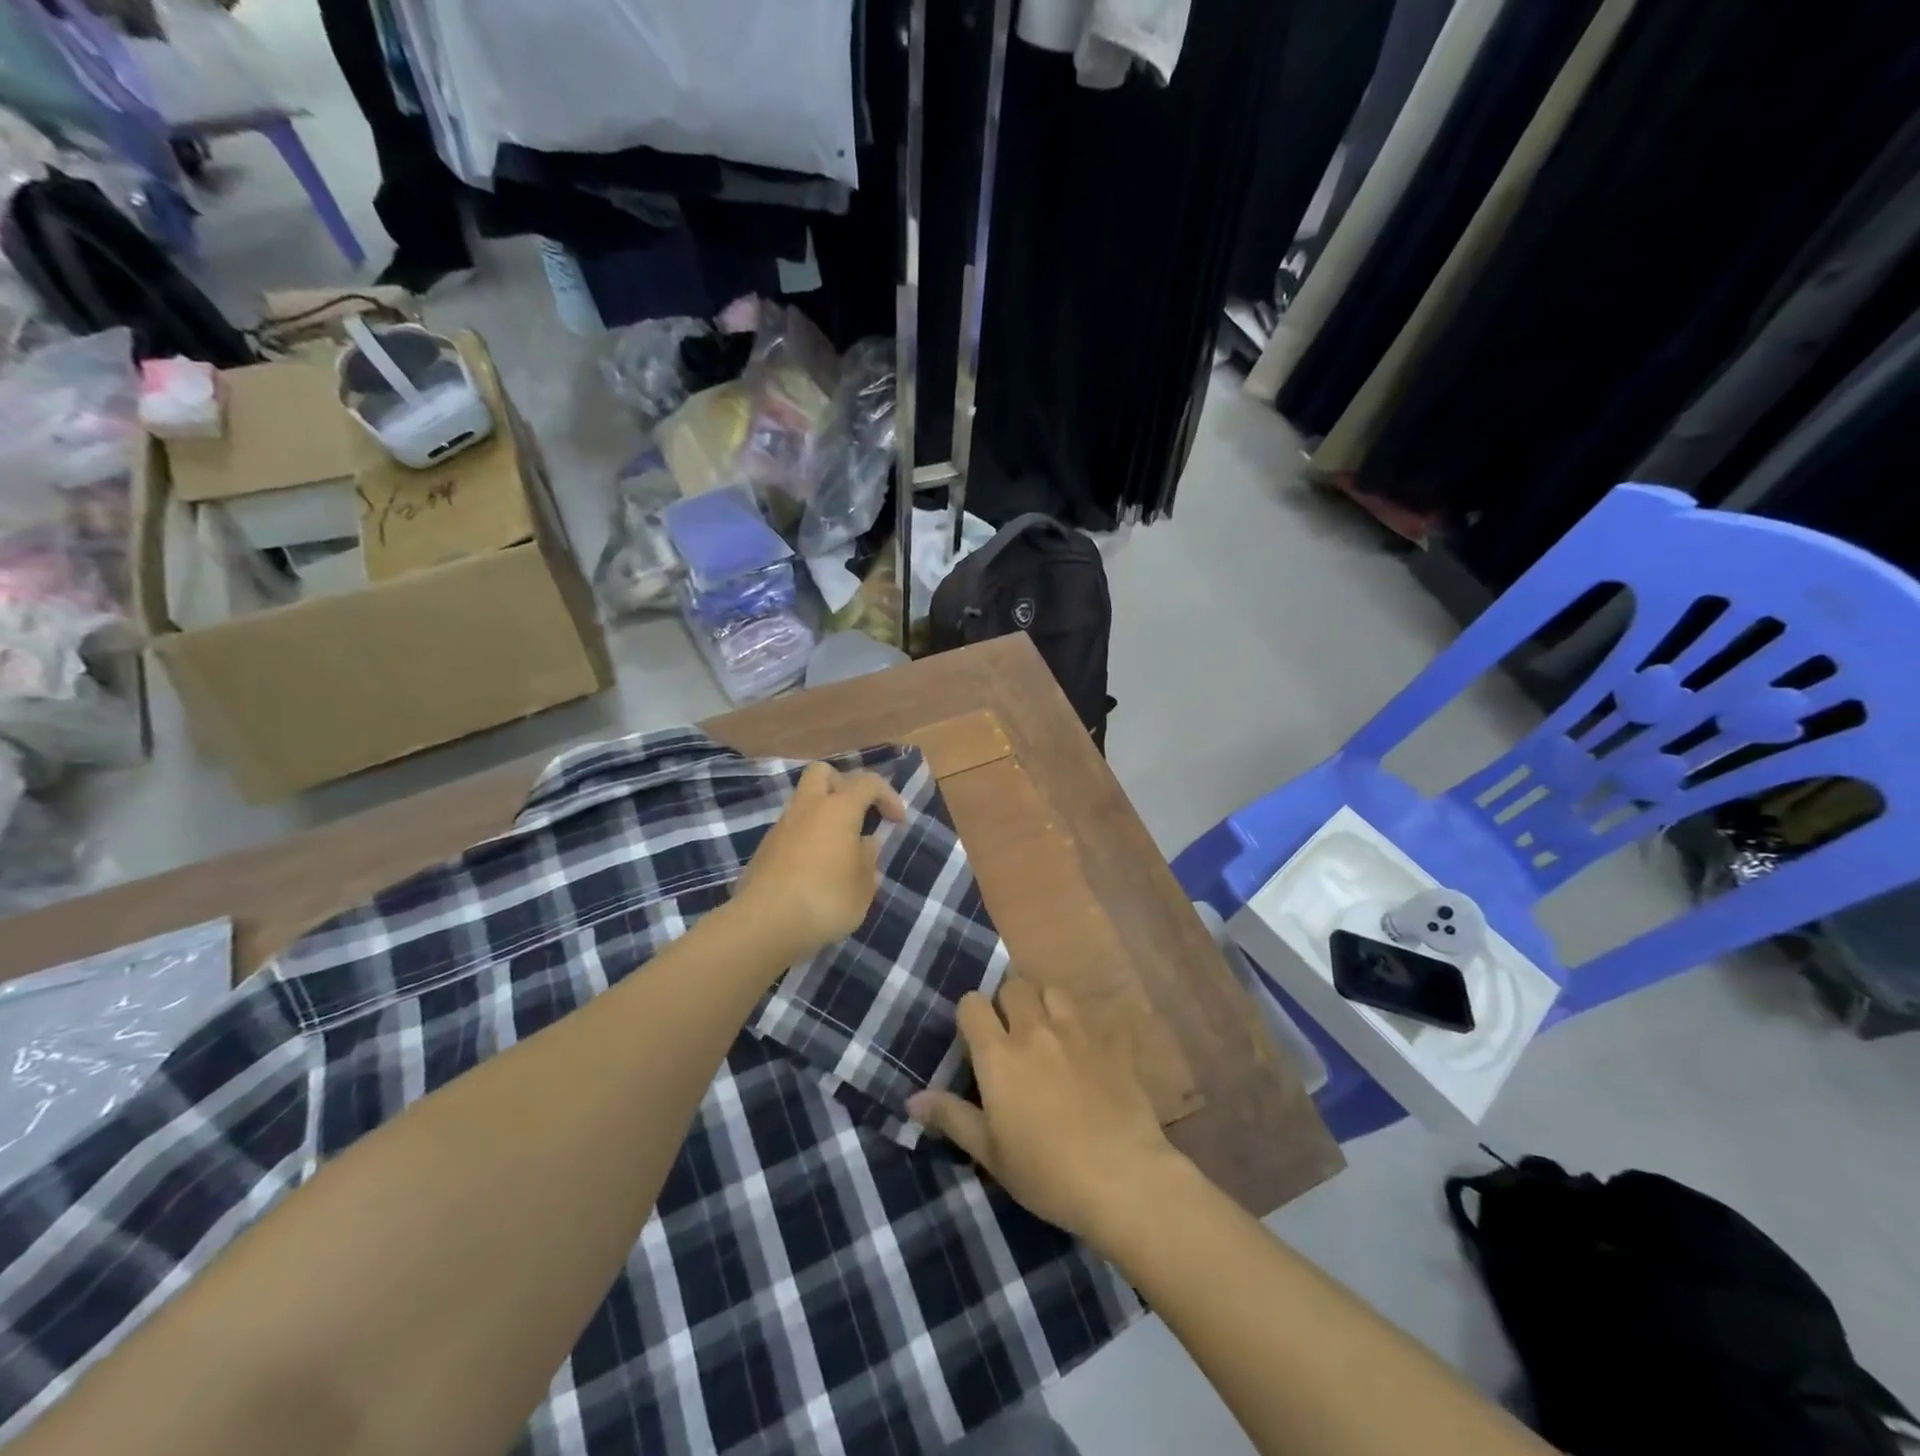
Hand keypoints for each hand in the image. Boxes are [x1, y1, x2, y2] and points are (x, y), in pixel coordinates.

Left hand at [734, 762, 907, 964]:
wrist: (764, 924)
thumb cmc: (825, 900)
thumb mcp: (863, 887)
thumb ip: (868, 860)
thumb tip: (864, 844)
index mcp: (838, 809)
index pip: (867, 782)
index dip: (888, 796)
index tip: (897, 821)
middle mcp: (807, 808)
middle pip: (823, 772)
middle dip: (844, 785)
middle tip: (858, 814)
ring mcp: (781, 827)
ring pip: (804, 802)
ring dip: (824, 815)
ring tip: (839, 849)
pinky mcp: (764, 849)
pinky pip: (792, 830)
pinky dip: (807, 838)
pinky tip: (816, 869)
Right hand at [908, 978, 1187, 1247]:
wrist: (1122, 1178)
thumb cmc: (1046, 1172)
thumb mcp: (990, 1153)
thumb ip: (952, 1117)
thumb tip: (912, 1099)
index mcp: (1000, 1054)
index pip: (973, 1003)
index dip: (970, 1014)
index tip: (974, 1038)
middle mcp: (1036, 1030)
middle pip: (1014, 986)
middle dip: (1007, 1001)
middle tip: (1011, 1034)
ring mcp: (1077, 1031)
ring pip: (1054, 990)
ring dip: (1045, 1003)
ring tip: (1048, 1032)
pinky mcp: (1112, 1042)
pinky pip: (1096, 1017)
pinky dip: (1086, 1026)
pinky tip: (1090, 1051)